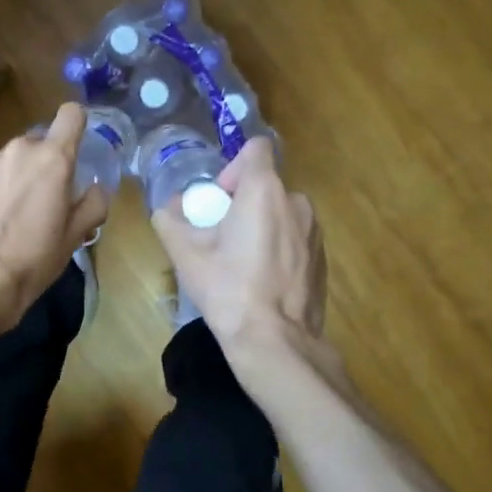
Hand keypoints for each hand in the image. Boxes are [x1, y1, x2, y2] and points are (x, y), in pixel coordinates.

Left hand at [0, 103, 109, 333]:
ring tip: (8, 214)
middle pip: (38, 143)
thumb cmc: (32, 258)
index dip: (75, 126)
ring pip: (9, 160)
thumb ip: (93, 205)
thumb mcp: (74, 237)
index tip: (74, 147)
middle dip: (42, 164)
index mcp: (53, 159)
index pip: (71, 114)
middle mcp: (18, 149)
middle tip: (41, 200)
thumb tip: (96, 188)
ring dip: (13, 177)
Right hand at [152, 136, 326, 359]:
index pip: (256, 148)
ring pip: (282, 213)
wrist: (276, 343)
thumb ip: (170, 220)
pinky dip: (280, 247)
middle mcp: (296, 202)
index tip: (219, 198)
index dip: (234, 165)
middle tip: (221, 237)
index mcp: (264, 190)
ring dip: (262, 225)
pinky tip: (264, 281)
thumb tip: (168, 208)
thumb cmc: (229, 290)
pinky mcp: (323, 258)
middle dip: (242, 203)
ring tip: (242, 262)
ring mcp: (315, 231)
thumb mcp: (186, 255)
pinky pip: (296, 238)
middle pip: (266, 185)